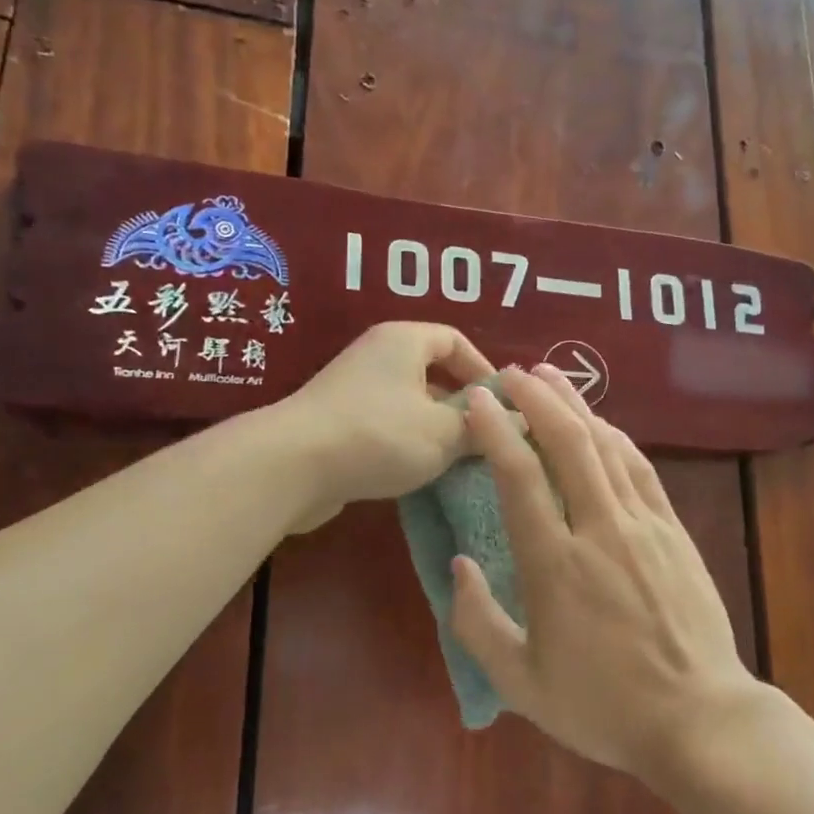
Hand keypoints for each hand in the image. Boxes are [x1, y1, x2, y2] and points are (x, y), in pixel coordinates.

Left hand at [278, 322, 492, 529]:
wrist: (292, 467)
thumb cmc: (380, 435)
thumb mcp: (446, 432)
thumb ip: (484, 426)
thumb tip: (521, 421)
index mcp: (404, 341)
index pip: (455, 340)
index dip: (484, 369)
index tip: (503, 404)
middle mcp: (376, 356)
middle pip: (432, 372)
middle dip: (461, 404)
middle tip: (485, 436)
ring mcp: (352, 390)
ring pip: (409, 403)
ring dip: (435, 428)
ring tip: (459, 460)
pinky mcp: (336, 424)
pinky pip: (385, 426)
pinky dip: (406, 443)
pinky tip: (420, 473)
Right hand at [449, 365, 762, 775]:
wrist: (699, 717)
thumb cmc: (604, 707)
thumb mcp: (522, 683)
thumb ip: (478, 623)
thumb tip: (460, 564)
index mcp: (556, 566)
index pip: (520, 479)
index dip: (496, 431)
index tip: (476, 400)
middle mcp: (601, 530)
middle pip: (568, 444)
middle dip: (537, 399)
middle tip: (512, 373)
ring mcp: (644, 526)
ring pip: (607, 447)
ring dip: (577, 406)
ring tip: (551, 378)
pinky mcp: (674, 532)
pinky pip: (641, 470)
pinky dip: (616, 439)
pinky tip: (602, 425)